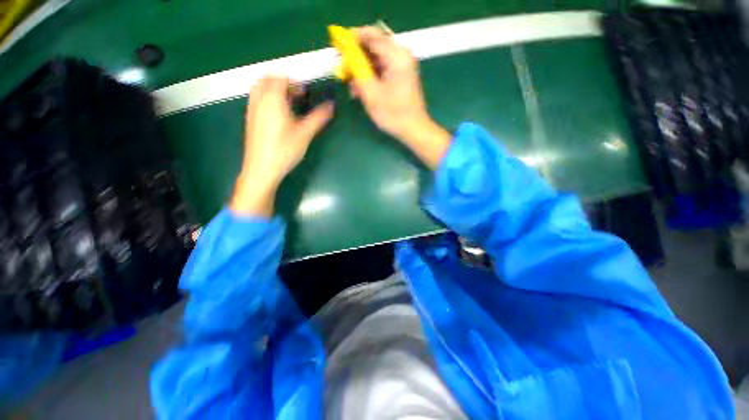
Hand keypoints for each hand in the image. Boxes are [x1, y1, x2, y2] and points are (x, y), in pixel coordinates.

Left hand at [231, 76, 334, 216]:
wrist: (262, 169)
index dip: (295, 82)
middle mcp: (259, 100)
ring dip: (273, 90)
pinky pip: (256, 99)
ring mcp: (252, 110)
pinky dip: (267, 99)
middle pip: (267, 79)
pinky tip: (278, 116)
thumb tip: (332, 105)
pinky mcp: (250, 120)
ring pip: (259, 88)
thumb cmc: (285, 150)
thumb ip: (318, 118)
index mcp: (272, 99)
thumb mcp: (305, 134)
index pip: (281, 78)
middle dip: (283, 82)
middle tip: (297, 96)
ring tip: (289, 105)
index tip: (306, 93)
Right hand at [353, 27, 450, 168]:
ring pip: (376, 59)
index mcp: (396, 56)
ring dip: (362, 69)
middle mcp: (401, 56)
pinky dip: (370, 76)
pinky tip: (361, 89)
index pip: (370, 36)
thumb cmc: (393, 114)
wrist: (413, 129)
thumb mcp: (371, 93)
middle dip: (356, 56)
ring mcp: (402, 66)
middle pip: (374, 46)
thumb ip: (358, 71)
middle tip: (342, 68)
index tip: (338, 48)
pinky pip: (382, 69)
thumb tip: (347, 57)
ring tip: (351, 84)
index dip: (352, 39)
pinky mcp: (401, 76)